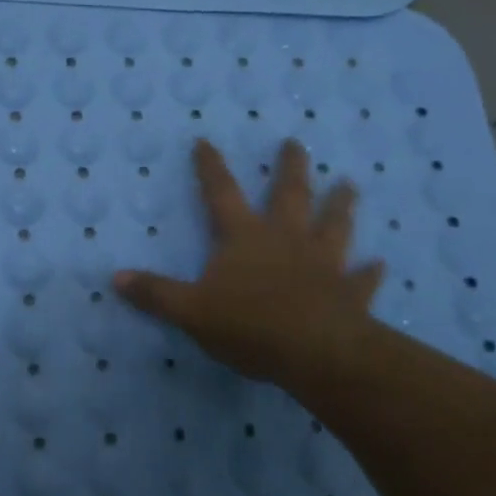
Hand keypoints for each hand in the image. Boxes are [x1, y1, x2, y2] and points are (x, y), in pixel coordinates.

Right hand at [114, 139, 386, 393]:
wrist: (317, 354)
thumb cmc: (250, 326)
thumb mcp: (190, 311)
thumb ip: (155, 293)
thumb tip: (116, 277)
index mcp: (245, 238)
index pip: (221, 193)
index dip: (211, 167)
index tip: (205, 141)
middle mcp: (286, 240)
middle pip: (289, 195)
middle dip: (291, 168)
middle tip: (296, 143)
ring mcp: (323, 264)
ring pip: (333, 225)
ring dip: (340, 205)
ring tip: (350, 184)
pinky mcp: (349, 293)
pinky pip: (362, 279)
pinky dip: (370, 272)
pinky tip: (380, 265)